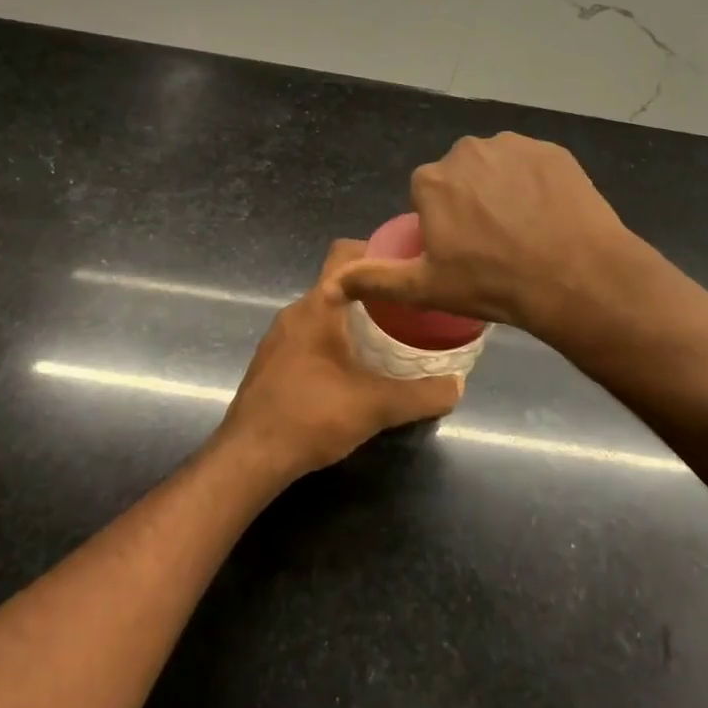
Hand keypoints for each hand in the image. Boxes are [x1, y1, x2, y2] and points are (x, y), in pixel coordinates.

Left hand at [218, 240, 463, 479]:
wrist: (249, 457)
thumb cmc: (311, 417)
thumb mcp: (376, 406)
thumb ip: (422, 394)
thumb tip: (458, 386)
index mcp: (317, 307)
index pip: (345, 254)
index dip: (378, 250)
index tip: (410, 264)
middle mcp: (295, 312)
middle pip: (338, 282)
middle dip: (374, 289)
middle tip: (411, 305)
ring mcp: (280, 337)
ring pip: (324, 311)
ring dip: (355, 317)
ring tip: (391, 335)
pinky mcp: (274, 361)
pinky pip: (311, 334)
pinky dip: (336, 338)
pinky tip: (357, 366)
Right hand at [327, 133, 641, 342]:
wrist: (575, 276)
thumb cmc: (492, 283)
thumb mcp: (426, 288)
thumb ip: (375, 279)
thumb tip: (330, 285)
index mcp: (432, 180)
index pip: (427, 194)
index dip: (442, 222)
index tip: (462, 250)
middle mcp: (467, 151)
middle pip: (460, 175)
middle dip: (470, 200)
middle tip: (493, 242)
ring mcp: (514, 146)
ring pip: (496, 166)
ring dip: (502, 188)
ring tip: (524, 229)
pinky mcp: (552, 150)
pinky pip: (532, 164)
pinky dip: (535, 183)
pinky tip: (549, 214)